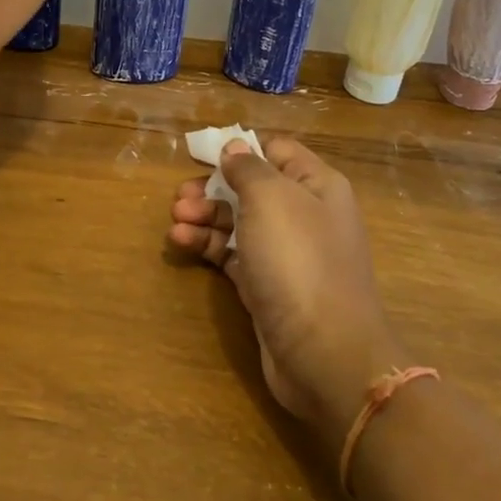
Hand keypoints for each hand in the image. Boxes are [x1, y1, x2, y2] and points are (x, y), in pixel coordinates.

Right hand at [170, 137, 403, 430]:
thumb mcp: (270, 199)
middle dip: (213, 187)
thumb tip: (234, 148)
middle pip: (252, 187)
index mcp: (316, 185)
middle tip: (180, 196)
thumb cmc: (298, 260)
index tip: (202, 154)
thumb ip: (248, 168)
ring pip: (239, 221)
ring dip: (205, 216)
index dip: (241, 148)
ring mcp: (286, 253)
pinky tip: (181, 240)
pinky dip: (208, 244)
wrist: (324, 352)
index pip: (277, 150)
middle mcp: (305, 214)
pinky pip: (233, 254)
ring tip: (175, 219)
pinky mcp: (267, 285)